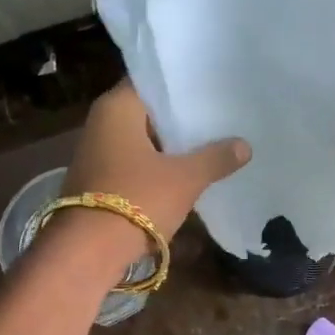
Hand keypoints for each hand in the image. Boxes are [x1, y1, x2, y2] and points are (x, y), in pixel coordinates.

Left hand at [61, 79, 250, 244]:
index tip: (213, 89)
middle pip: (148, 113)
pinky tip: (184, 174)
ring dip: (170, 147)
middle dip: (181, 119)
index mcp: (116, 107)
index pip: (153, 81)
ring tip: (210, 145)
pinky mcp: (98, 182)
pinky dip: (156, 168)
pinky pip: (134, 165)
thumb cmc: (137, 200)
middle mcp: (100, 123)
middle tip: (220, 117)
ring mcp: (96, 154)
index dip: (183, 86)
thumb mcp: (185, 178)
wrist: (89, 252)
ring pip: (142, 141)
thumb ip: (215, 158)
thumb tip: (244, 146)